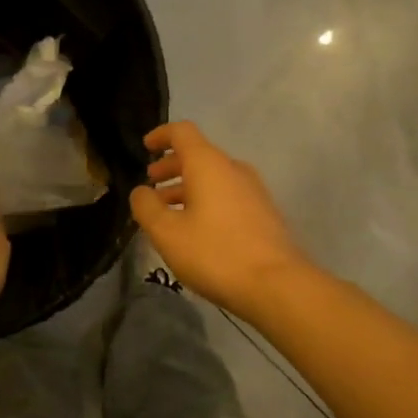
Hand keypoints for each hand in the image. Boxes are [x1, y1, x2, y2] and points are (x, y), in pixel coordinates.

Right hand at [130, 121, 310, 317]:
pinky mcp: (263, 213)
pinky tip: (195, 229)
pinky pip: (227, 195)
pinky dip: (205, 201)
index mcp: (208, 164)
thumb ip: (146, 206)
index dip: (161, 135)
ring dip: (187, 188)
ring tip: (168, 212)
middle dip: (171, 166)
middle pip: (198, 155)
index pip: (182, 132)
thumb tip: (141, 192)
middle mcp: (233, 169)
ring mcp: (253, 191)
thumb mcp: (166, 232)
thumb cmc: (215, 253)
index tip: (145, 148)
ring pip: (213, 178)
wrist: (277, 286)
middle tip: (151, 184)